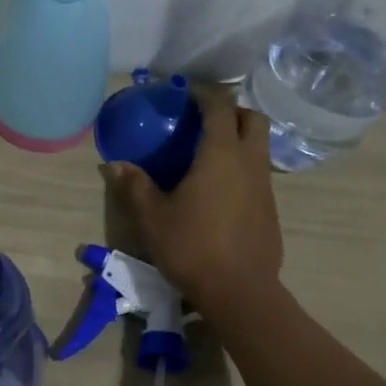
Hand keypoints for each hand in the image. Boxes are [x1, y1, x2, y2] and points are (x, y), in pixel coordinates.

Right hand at [107, 94, 283, 312]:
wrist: (239, 292)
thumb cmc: (192, 247)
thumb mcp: (152, 218)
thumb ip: (134, 186)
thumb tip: (115, 165)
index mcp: (221, 155)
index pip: (219, 107)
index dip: (204, 94)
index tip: (186, 93)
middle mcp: (249, 162)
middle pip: (253, 119)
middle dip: (231, 111)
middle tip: (204, 120)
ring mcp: (266, 186)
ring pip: (259, 147)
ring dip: (239, 140)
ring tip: (208, 155)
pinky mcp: (271, 210)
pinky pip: (259, 174)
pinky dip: (242, 168)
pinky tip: (219, 191)